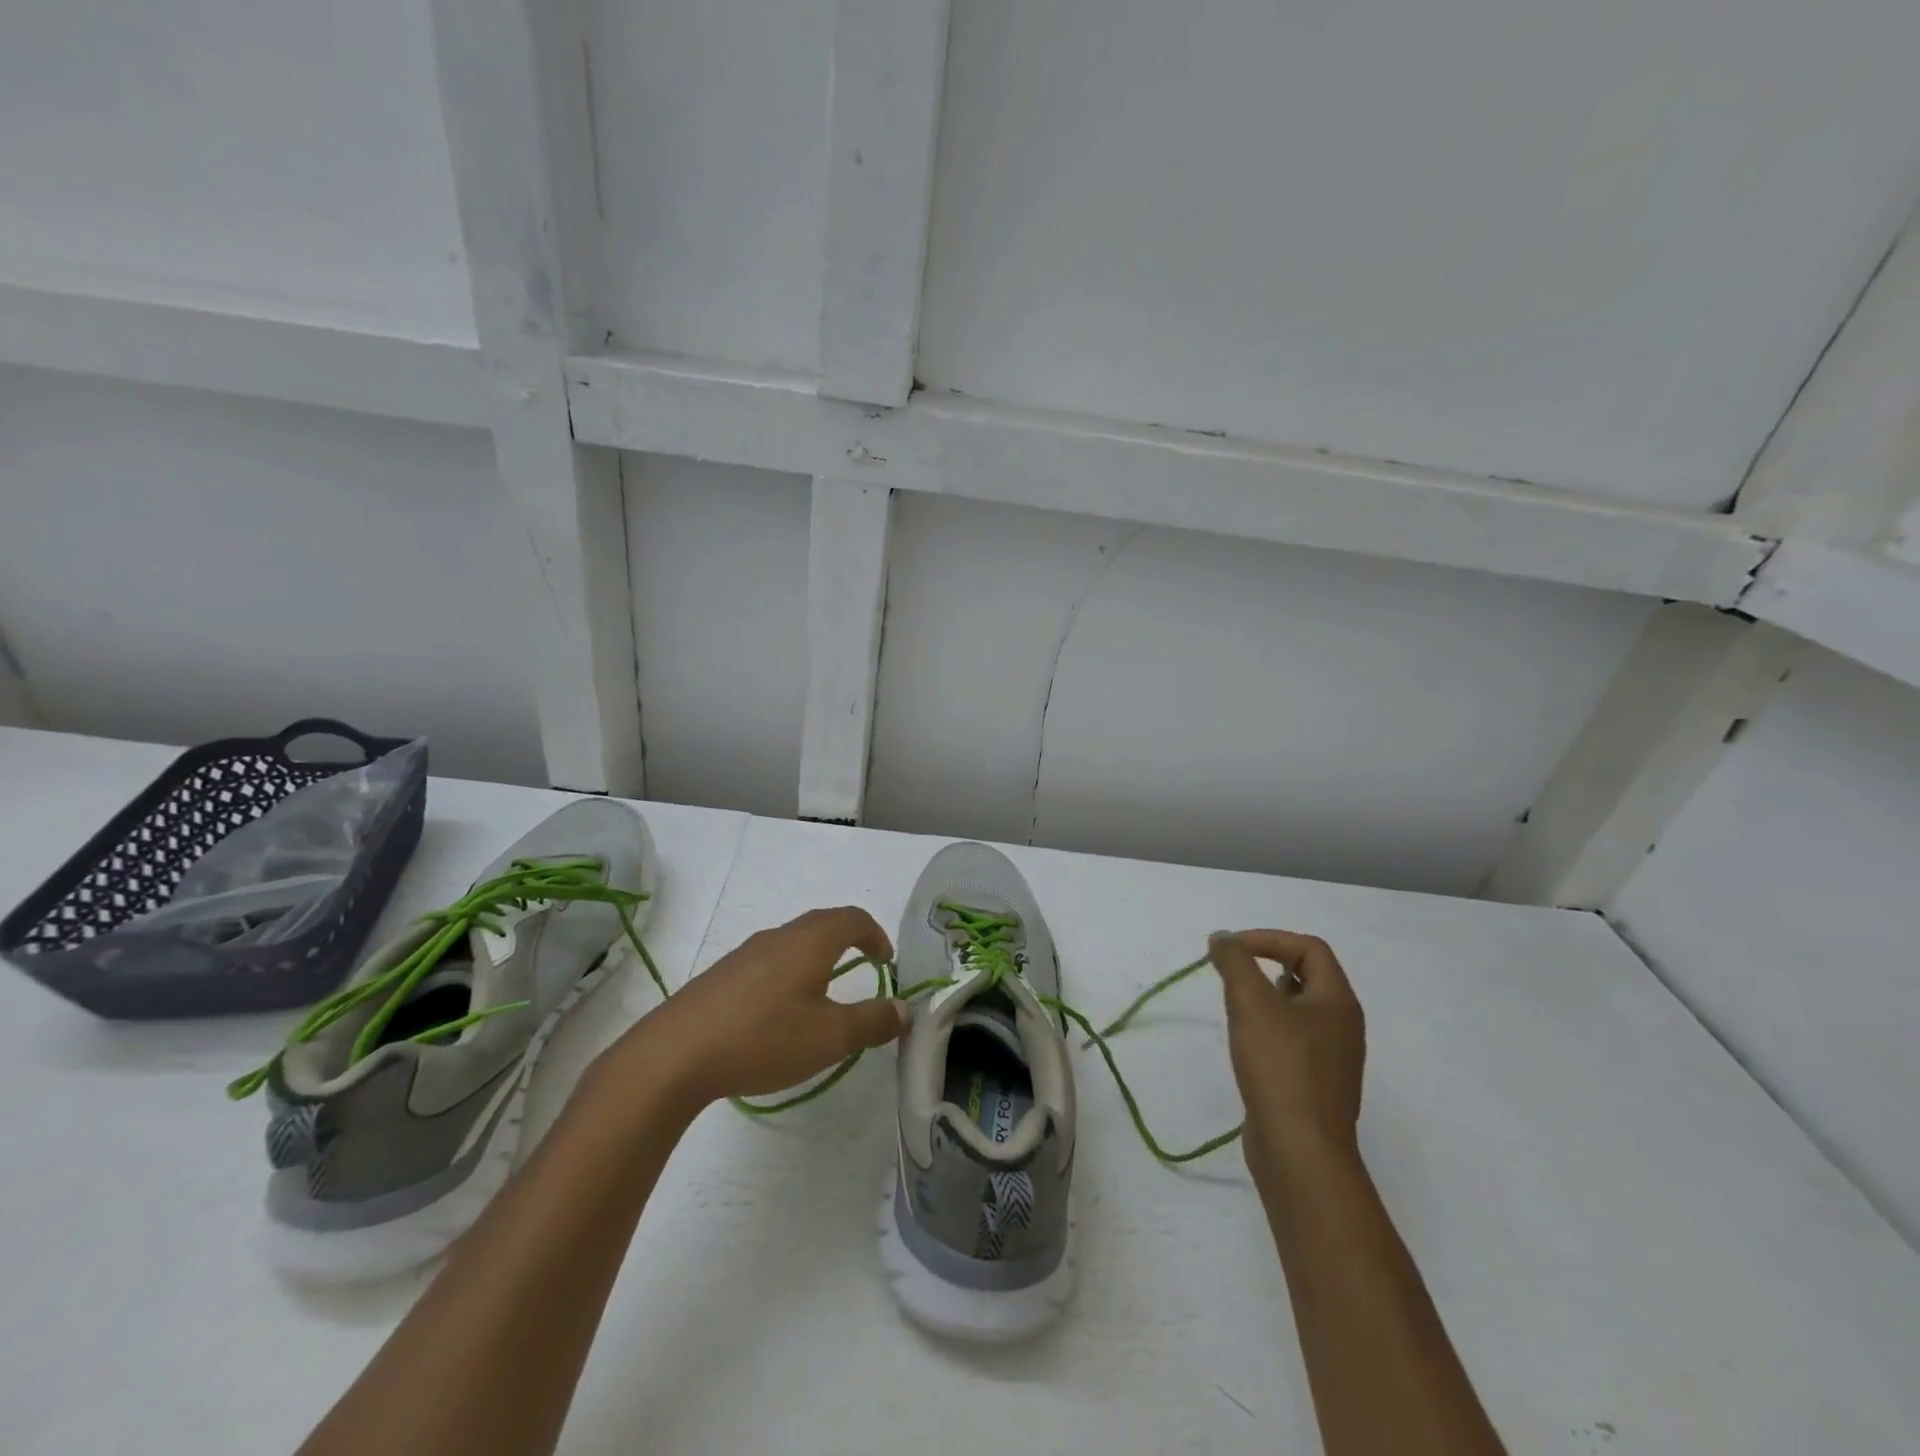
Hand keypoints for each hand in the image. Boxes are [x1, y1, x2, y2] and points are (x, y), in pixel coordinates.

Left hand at [613, 906, 905, 1111]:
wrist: (674, 1055)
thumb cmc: (764, 1038)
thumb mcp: (830, 1038)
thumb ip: (872, 1022)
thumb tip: (904, 1009)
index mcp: (810, 941)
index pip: (853, 918)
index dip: (876, 934)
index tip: (886, 961)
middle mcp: (779, 936)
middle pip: (822, 923)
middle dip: (849, 940)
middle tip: (864, 967)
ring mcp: (745, 954)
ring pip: (793, 942)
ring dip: (818, 956)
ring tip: (824, 992)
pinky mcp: (721, 976)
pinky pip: (768, 961)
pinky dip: (789, 972)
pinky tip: (779, 1012)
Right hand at [1208, 930, 1365, 1182]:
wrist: (1300, 1151)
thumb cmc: (1280, 1066)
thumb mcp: (1251, 1002)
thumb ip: (1234, 961)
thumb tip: (1223, 938)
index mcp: (1338, 1001)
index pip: (1309, 948)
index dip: (1269, 939)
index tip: (1231, 949)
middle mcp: (1343, 1026)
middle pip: (1307, 976)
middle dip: (1265, 966)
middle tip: (1231, 975)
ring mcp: (1332, 1058)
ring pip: (1298, 1010)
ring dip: (1265, 999)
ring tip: (1234, 1008)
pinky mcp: (1315, 1085)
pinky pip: (1292, 1040)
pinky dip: (1267, 1030)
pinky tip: (1245, 1045)